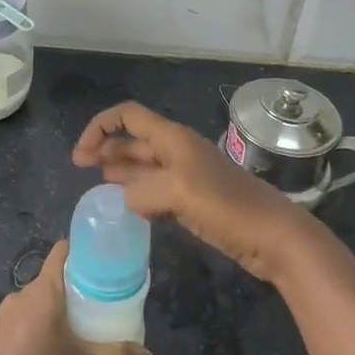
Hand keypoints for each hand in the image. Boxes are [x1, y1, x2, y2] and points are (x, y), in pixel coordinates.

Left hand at [0, 241, 151, 354]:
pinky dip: (35, 328)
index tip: (97, 261)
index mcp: (43, 290)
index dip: (78, 251)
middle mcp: (21, 295)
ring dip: (51, 310)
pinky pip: (20, 322)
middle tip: (94, 303)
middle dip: (70, 288)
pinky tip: (47, 351)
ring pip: (34, 302)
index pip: (59, 253)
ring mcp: (4, 315)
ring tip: (74, 329)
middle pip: (49, 280)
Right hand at [72, 100, 323, 282]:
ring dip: (121, 172)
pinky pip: (157, 192)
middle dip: (106, 149)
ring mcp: (187, 177)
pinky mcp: (194, 201)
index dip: (100, 128)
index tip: (81, 156)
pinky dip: (140, 196)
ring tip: (99, 188)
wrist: (274, 237)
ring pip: (144, 167)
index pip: (128, 116)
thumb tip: (126, 199)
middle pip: (134, 140)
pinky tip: (130, 209)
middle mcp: (177, 151)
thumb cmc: (227, 207)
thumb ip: (141, 191)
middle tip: (81, 170)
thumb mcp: (177, 193)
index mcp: (173, 139)